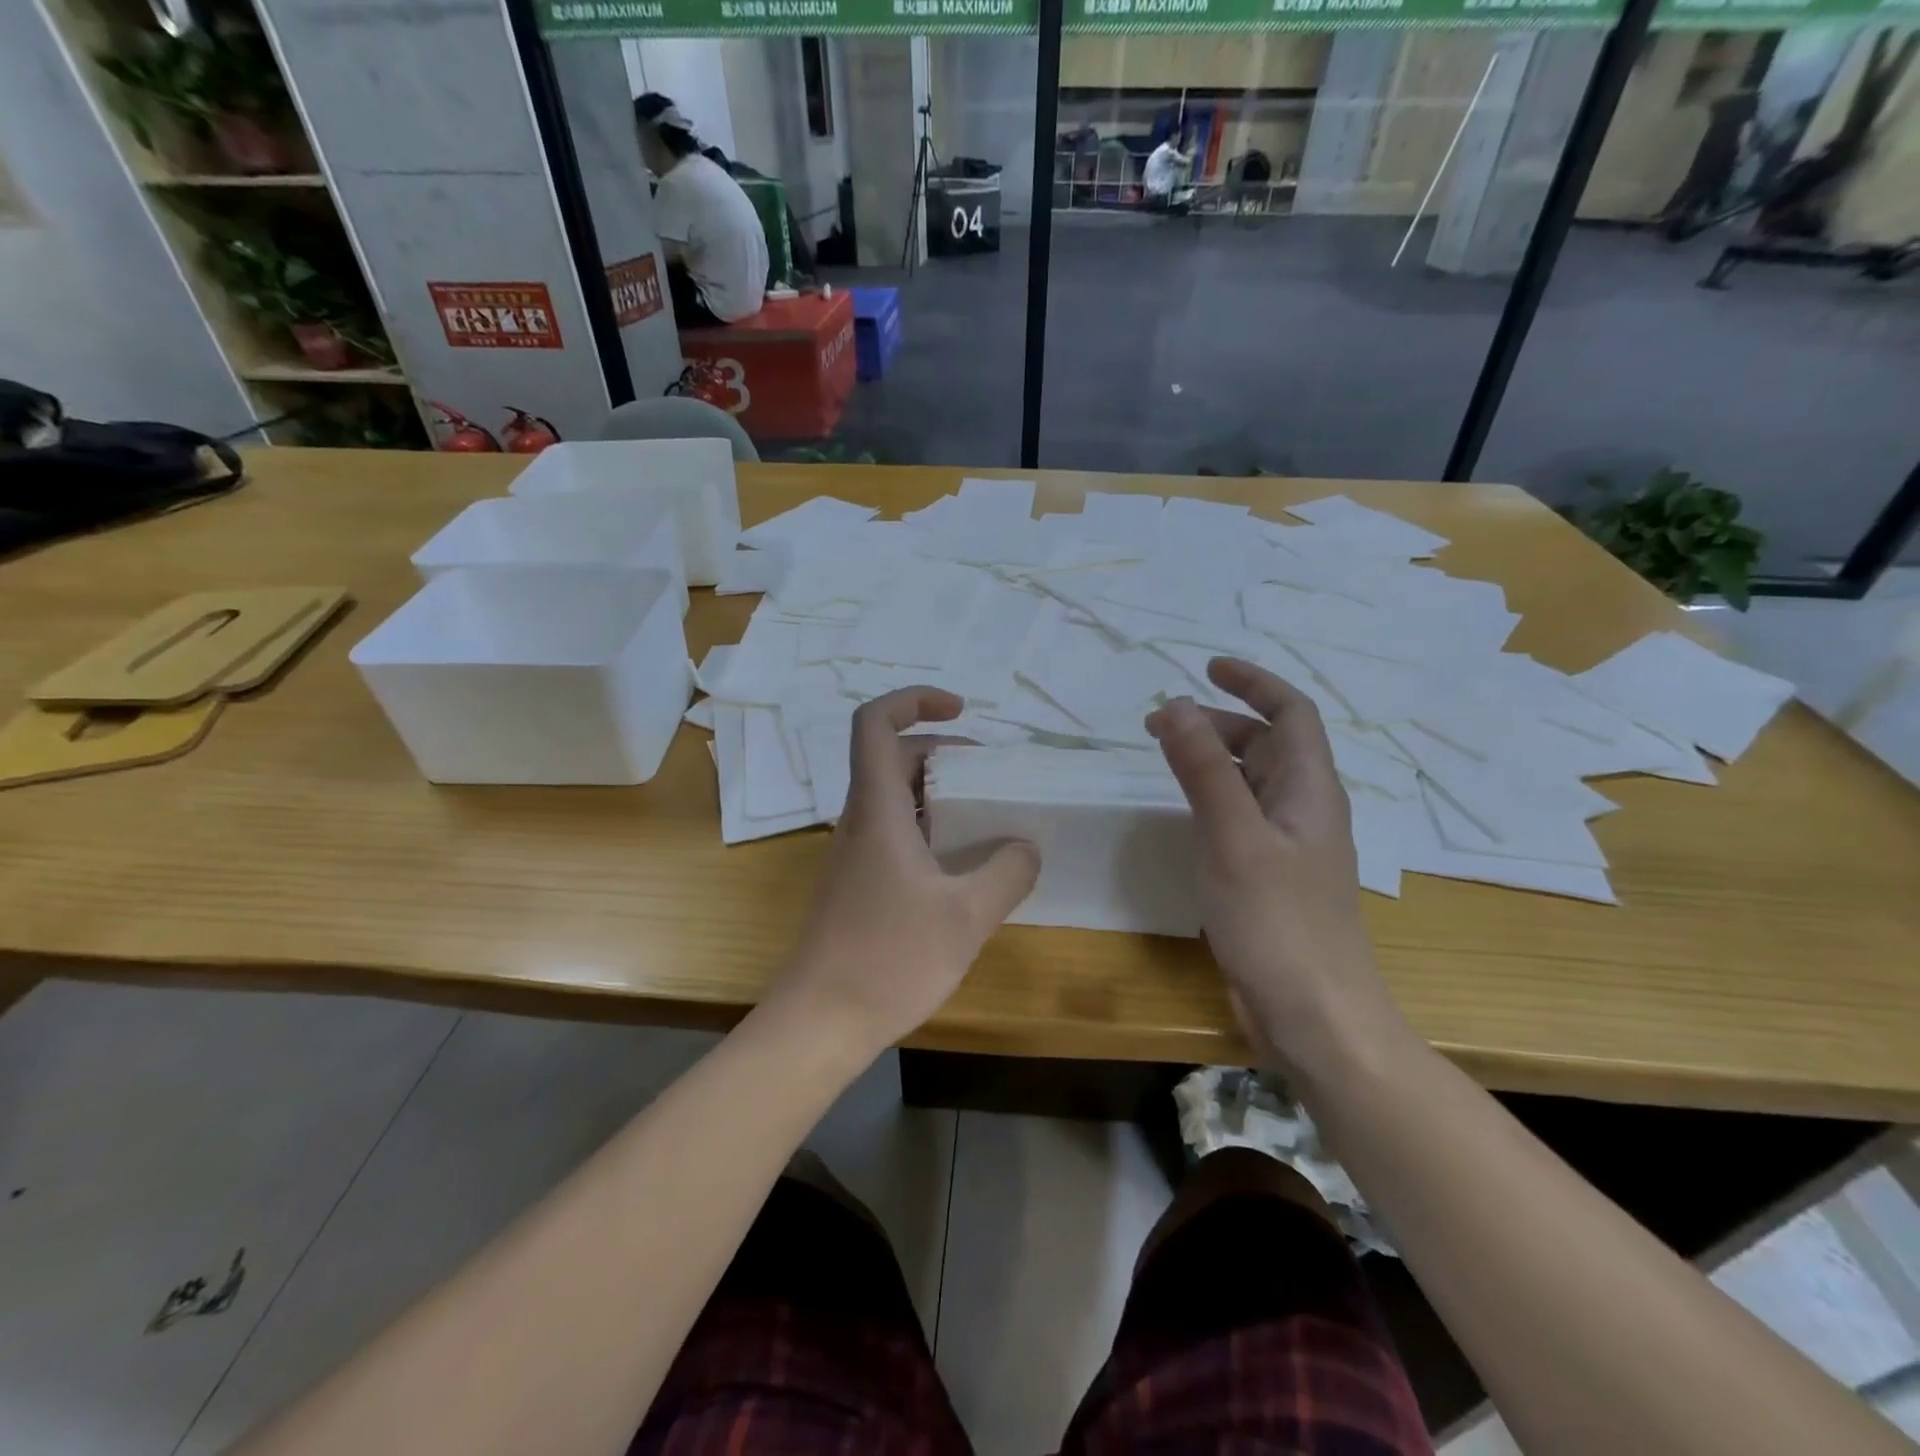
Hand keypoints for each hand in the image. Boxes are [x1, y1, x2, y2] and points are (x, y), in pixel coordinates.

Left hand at [770, 687, 1040, 1058]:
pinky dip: (930, 828)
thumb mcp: (966, 916)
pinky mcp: (857, 884)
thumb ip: (1007, 873)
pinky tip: (962, 867)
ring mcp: (854, 854)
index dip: (913, 700)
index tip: (960, 710)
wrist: (819, 1023)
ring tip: (987, 818)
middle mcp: (859, 821)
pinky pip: (894, 833)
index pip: (874, 724)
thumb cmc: (888, 960)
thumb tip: (1026, 846)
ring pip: (894, 798)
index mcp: (877, 810)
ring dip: (939, 793)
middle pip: (892, 758)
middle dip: (943, 752)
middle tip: (991, 776)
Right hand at [1145, 658, 1404, 1074]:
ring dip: (1213, 757)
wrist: (1316, 1018)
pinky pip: (1241, 817)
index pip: (1291, 713)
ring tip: (1166, 754)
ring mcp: (1288, 846)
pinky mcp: (1270, 878)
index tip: (1206, 668)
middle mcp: (1304, 809)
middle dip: (1221, 721)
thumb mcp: (1234, 838)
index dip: (1253, 683)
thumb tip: (1178, 706)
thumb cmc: (1279, 923)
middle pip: (1268, 744)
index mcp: (1309, 789)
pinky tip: (1185, 813)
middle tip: (1162, 722)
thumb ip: (1204, 770)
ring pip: (1252, 782)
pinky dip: (1212, 797)